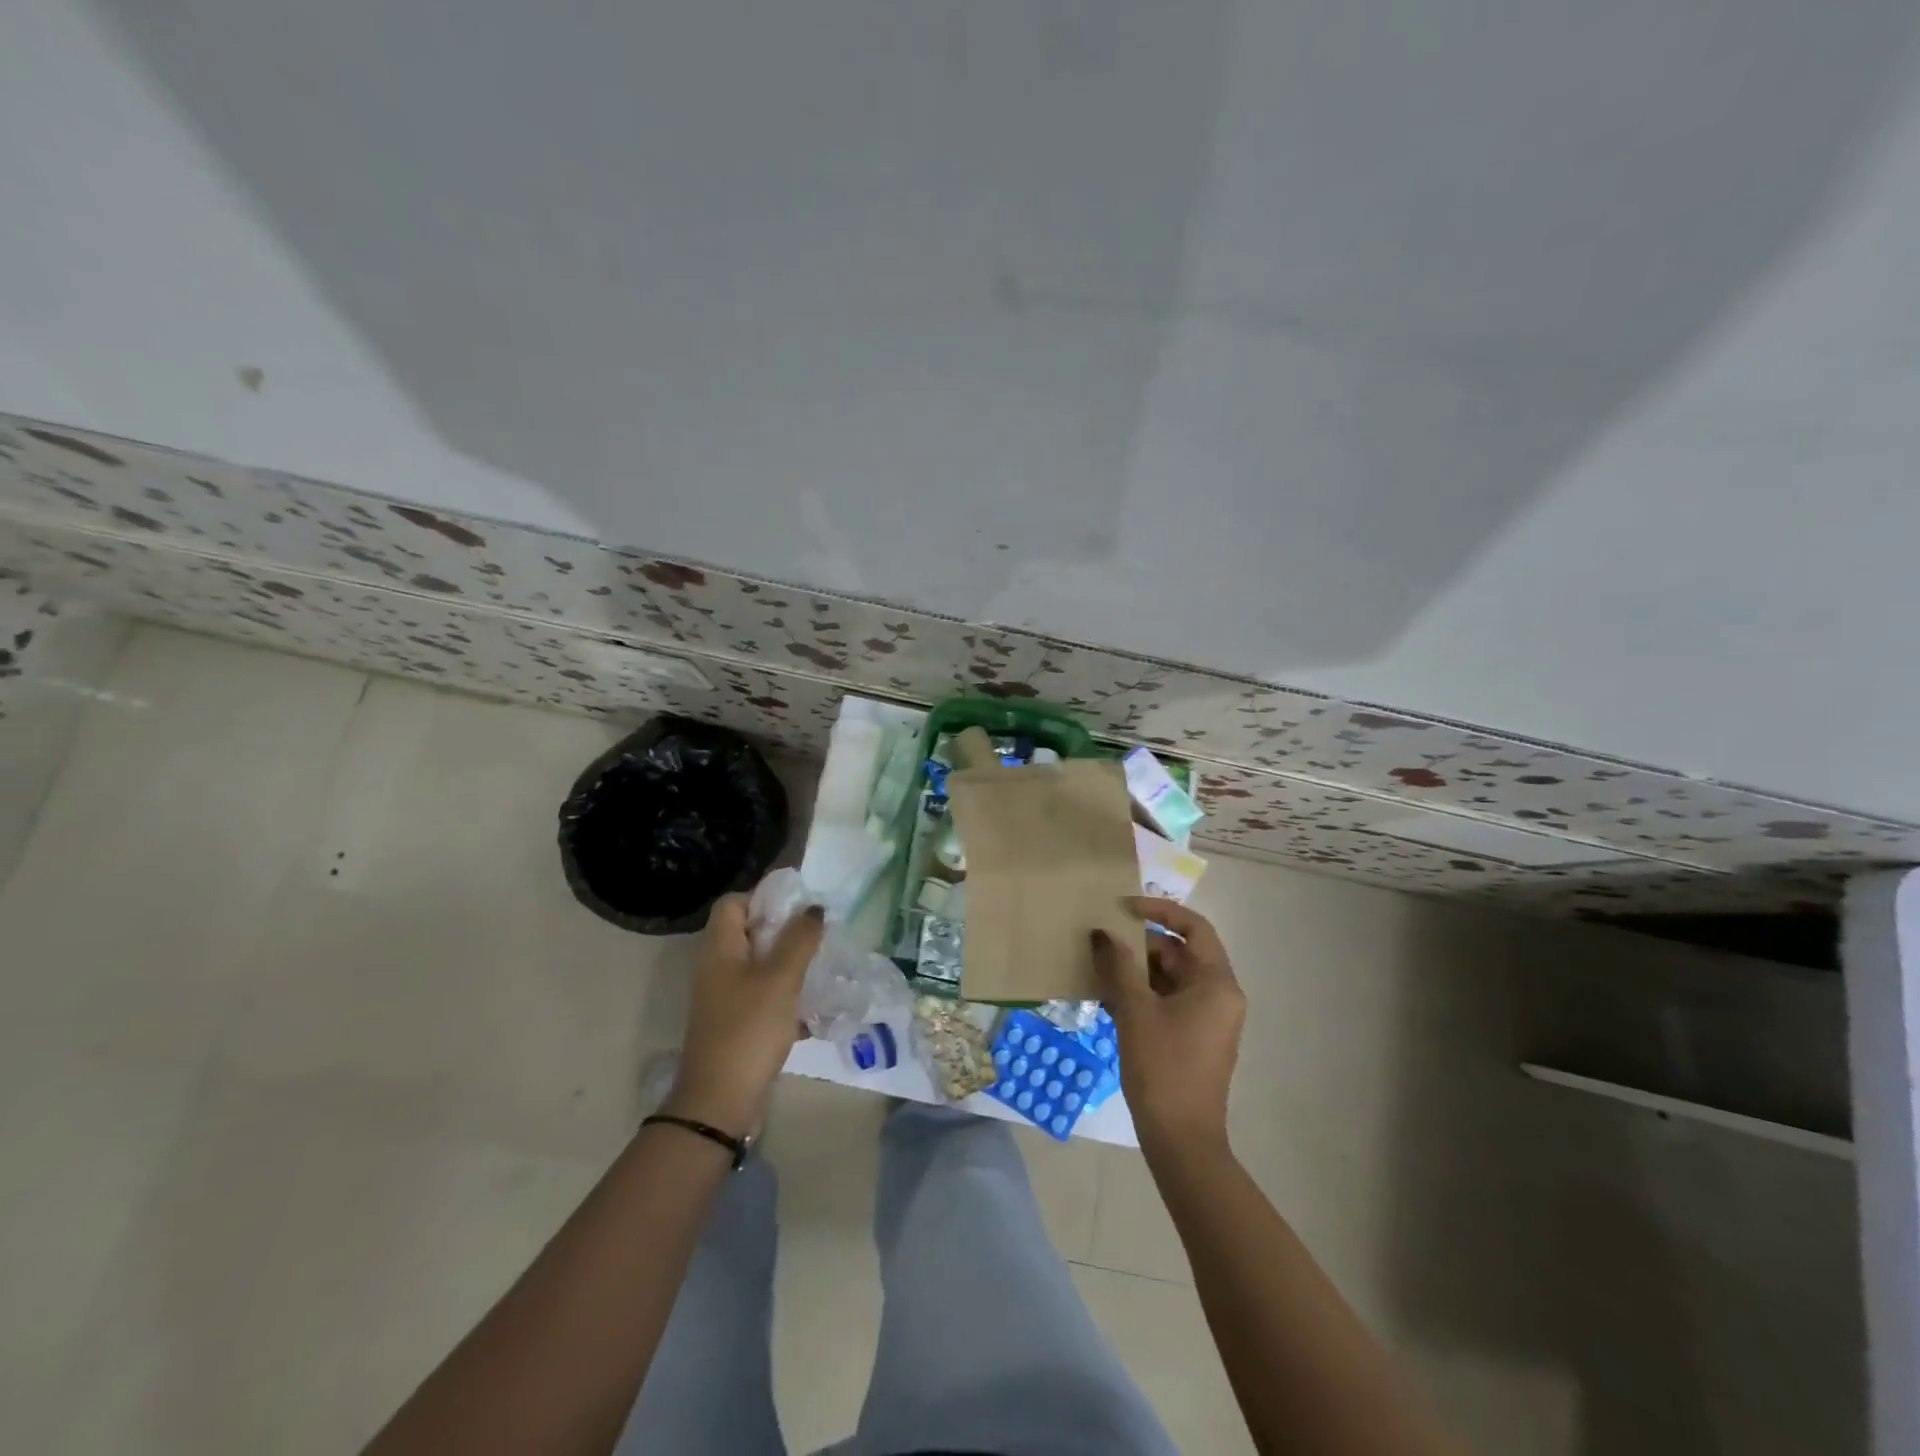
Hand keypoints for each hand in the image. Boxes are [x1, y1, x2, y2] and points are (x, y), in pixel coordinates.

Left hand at [663, 893, 822, 1138]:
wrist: (720, 1102)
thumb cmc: (749, 1029)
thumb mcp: (780, 978)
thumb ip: (799, 939)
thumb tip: (813, 909)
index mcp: (719, 948)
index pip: (734, 903)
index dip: (764, 898)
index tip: (798, 910)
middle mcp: (716, 968)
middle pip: (749, 933)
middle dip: (785, 932)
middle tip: (817, 938)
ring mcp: (724, 998)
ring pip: (759, 966)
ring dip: (789, 965)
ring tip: (821, 970)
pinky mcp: (735, 1024)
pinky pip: (762, 997)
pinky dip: (786, 997)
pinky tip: (813, 1011)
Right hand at [1091, 897, 1245, 1151]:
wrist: (1180, 1140)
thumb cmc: (1163, 1067)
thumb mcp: (1135, 1010)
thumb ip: (1117, 965)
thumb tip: (1101, 933)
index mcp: (1217, 983)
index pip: (1193, 927)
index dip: (1159, 910)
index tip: (1123, 908)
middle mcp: (1218, 995)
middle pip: (1179, 952)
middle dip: (1139, 944)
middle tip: (1101, 940)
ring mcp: (1206, 1018)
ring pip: (1169, 977)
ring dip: (1135, 970)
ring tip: (1097, 966)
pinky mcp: (1191, 1037)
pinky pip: (1165, 1000)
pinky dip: (1140, 993)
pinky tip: (1106, 996)